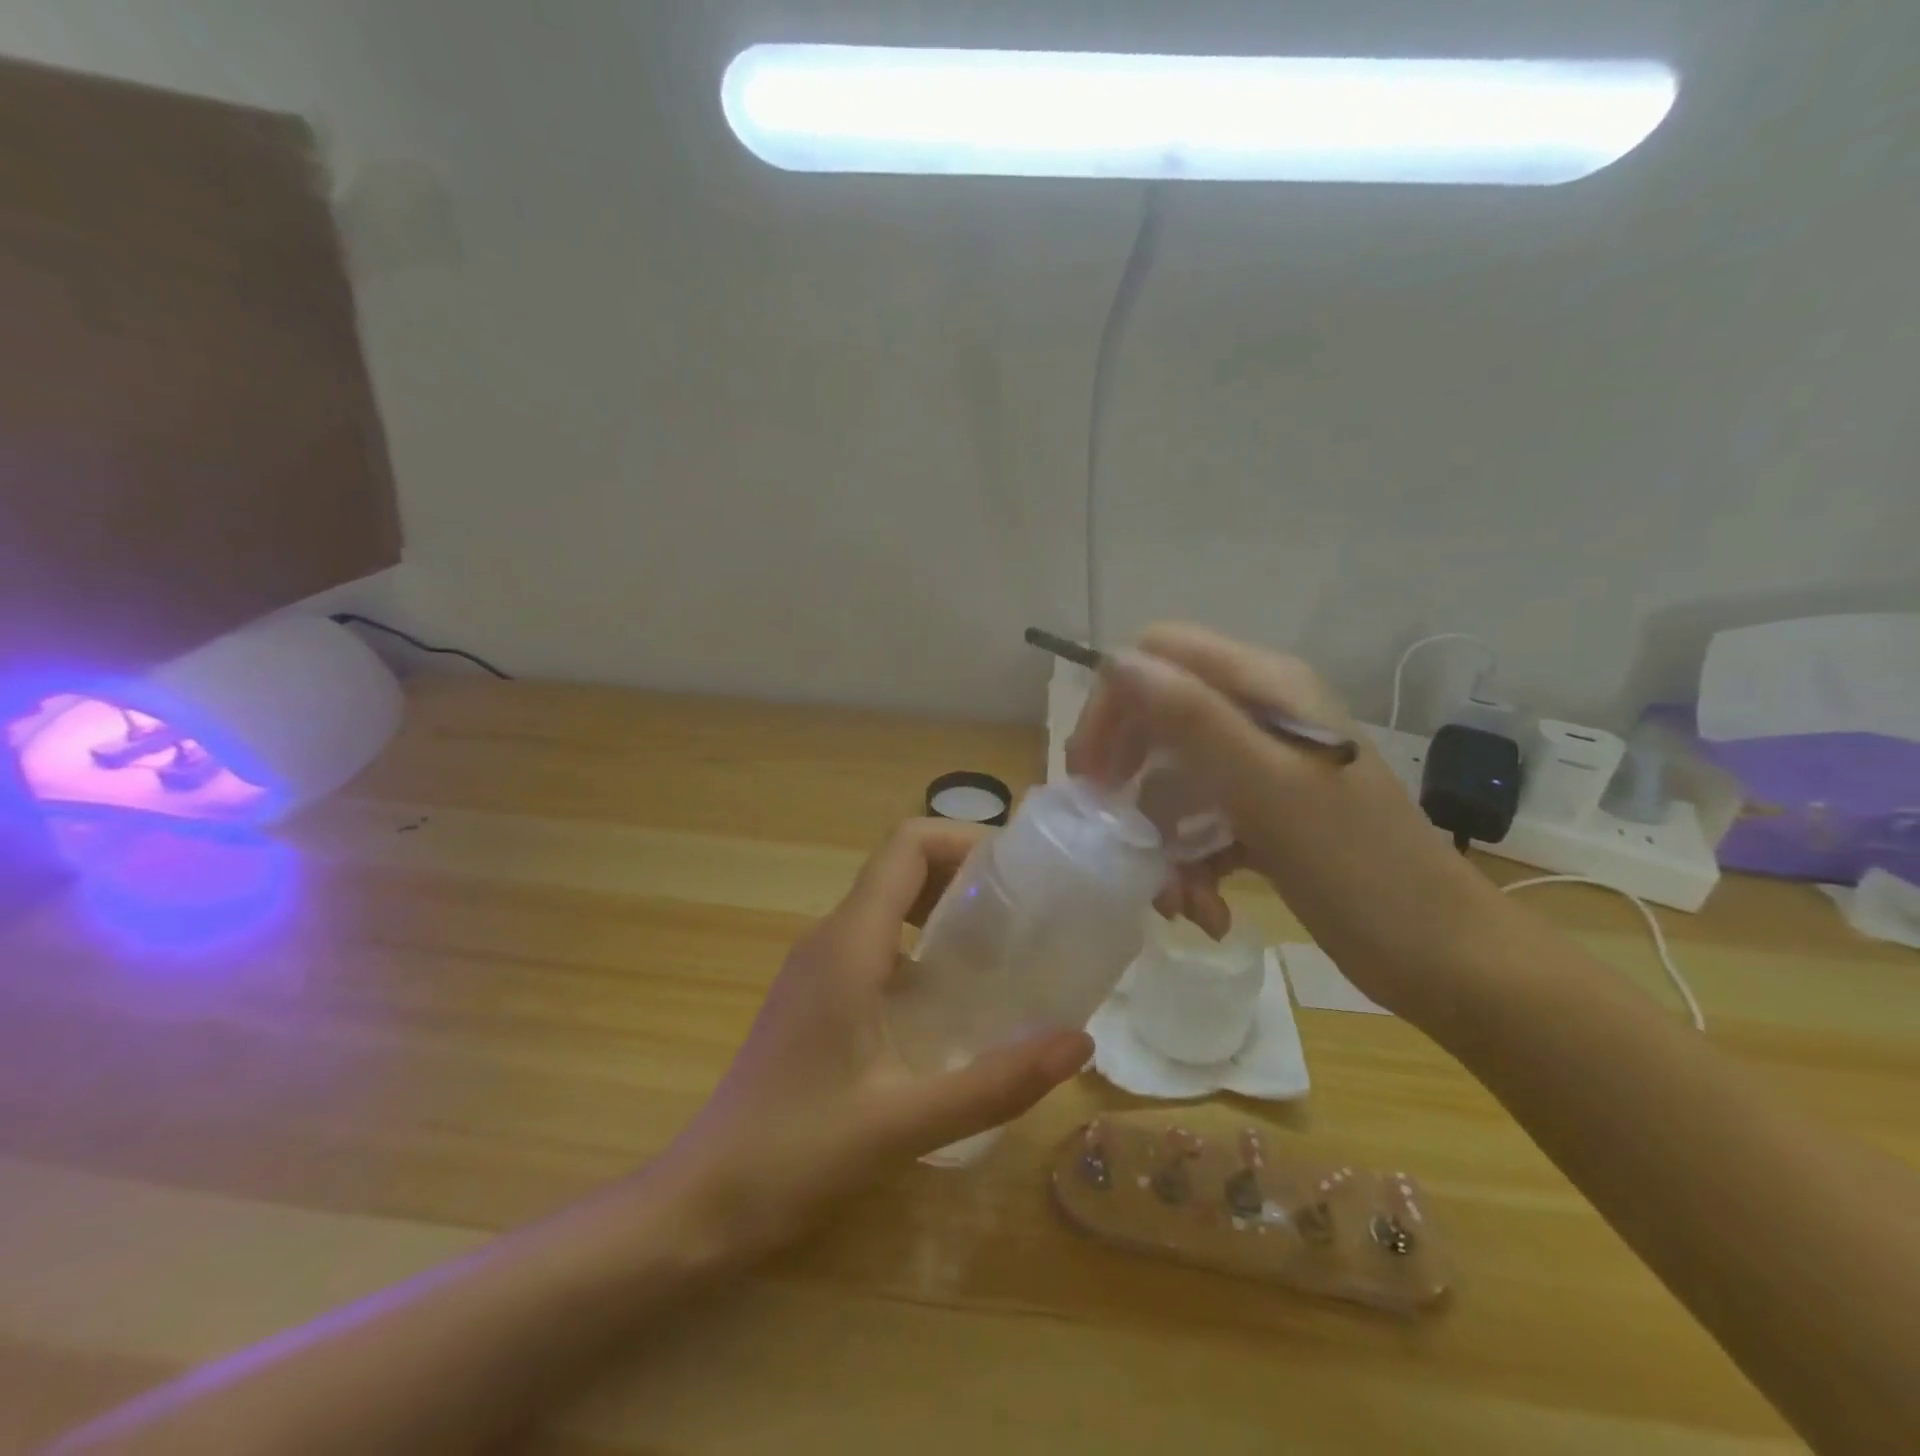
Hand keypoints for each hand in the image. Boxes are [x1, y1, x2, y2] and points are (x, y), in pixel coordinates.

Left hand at [661, 819, 1090, 1257]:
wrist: (704, 1200)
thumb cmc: (796, 1153)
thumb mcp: (906, 1122)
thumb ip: (996, 1082)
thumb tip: (1079, 1041)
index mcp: (848, 944)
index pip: (907, 846)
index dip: (965, 839)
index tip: (1019, 871)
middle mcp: (829, 937)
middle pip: (900, 865)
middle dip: (964, 871)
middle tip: (1024, 910)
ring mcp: (817, 965)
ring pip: (887, 903)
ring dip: (942, 907)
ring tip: (1001, 947)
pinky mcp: (815, 994)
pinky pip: (875, 941)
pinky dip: (920, 945)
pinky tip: (952, 998)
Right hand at [1067, 623, 1506, 1020]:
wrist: (1441, 957)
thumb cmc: (1358, 868)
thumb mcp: (1266, 788)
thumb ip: (1192, 718)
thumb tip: (1116, 662)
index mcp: (1266, 687)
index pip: (1158, 656)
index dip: (1114, 704)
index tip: (1093, 772)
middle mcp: (1260, 714)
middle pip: (1157, 718)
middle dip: (1129, 780)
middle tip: (1112, 832)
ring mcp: (1262, 766)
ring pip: (1171, 779)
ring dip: (1159, 837)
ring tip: (1176, 900)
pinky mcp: (1263, 812)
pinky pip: (1197, 820)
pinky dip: (1188, 863)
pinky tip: (1203, 909)